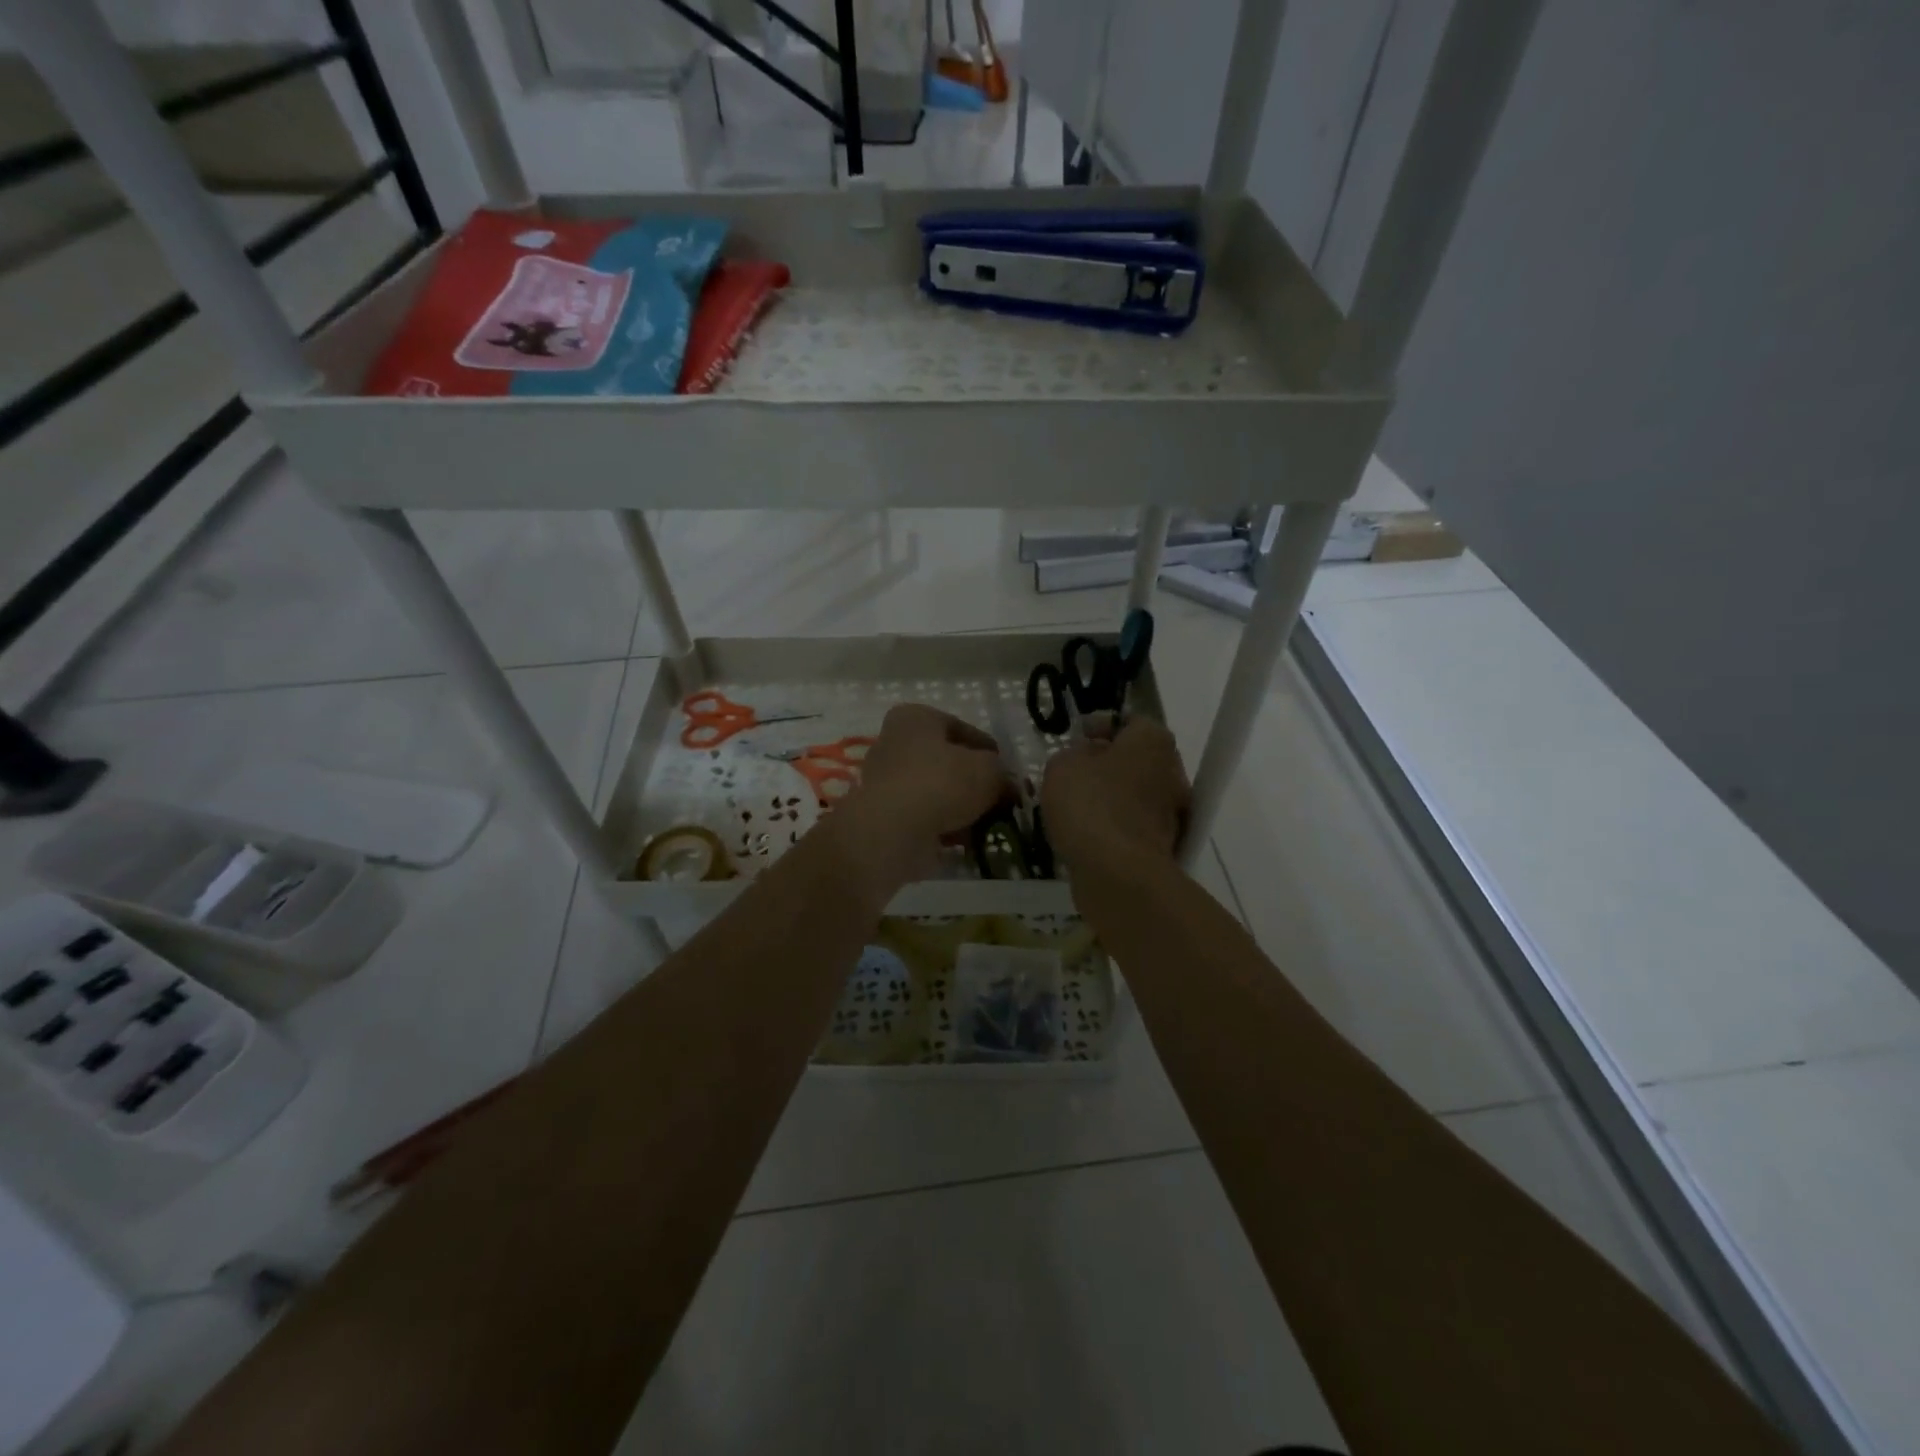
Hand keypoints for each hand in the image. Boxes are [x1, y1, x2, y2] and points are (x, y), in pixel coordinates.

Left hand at [830, 704, 1009, 897]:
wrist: (892, 831)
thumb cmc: (941, 783)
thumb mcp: (988, 771)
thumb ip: (1002, 774)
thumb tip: (1008, 786)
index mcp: (915, 718)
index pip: (961, 728)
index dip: (989, 750)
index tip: (1008, 771)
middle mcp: (894, 743)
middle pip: (946, 761)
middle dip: (974, 781)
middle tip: (1001, 799)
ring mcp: (885, 781)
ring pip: (935, 791)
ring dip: (961, 807)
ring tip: (989, 824)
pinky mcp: (884, 816)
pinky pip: (924, 817)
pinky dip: (945, 826)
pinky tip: (968, 840)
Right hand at [1041, 715, 1190, 877]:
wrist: (1117, 872)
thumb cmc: (1090, 804)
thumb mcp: (1062, 765)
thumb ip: (1072, 754)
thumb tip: (1086, 758)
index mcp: (1153, 741)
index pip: (1131, 722)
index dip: (1102, 726)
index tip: (1078, 738)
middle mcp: (1172, 771)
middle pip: (1138, 759)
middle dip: (1108, 764)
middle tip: (1075, 772)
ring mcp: (1173, 812)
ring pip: (1137, 794)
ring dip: (1112, 797)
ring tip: (1075, 806)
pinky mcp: (1165, 846)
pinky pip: (1135, 826)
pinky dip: (1115, 826)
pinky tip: (1088, 834)